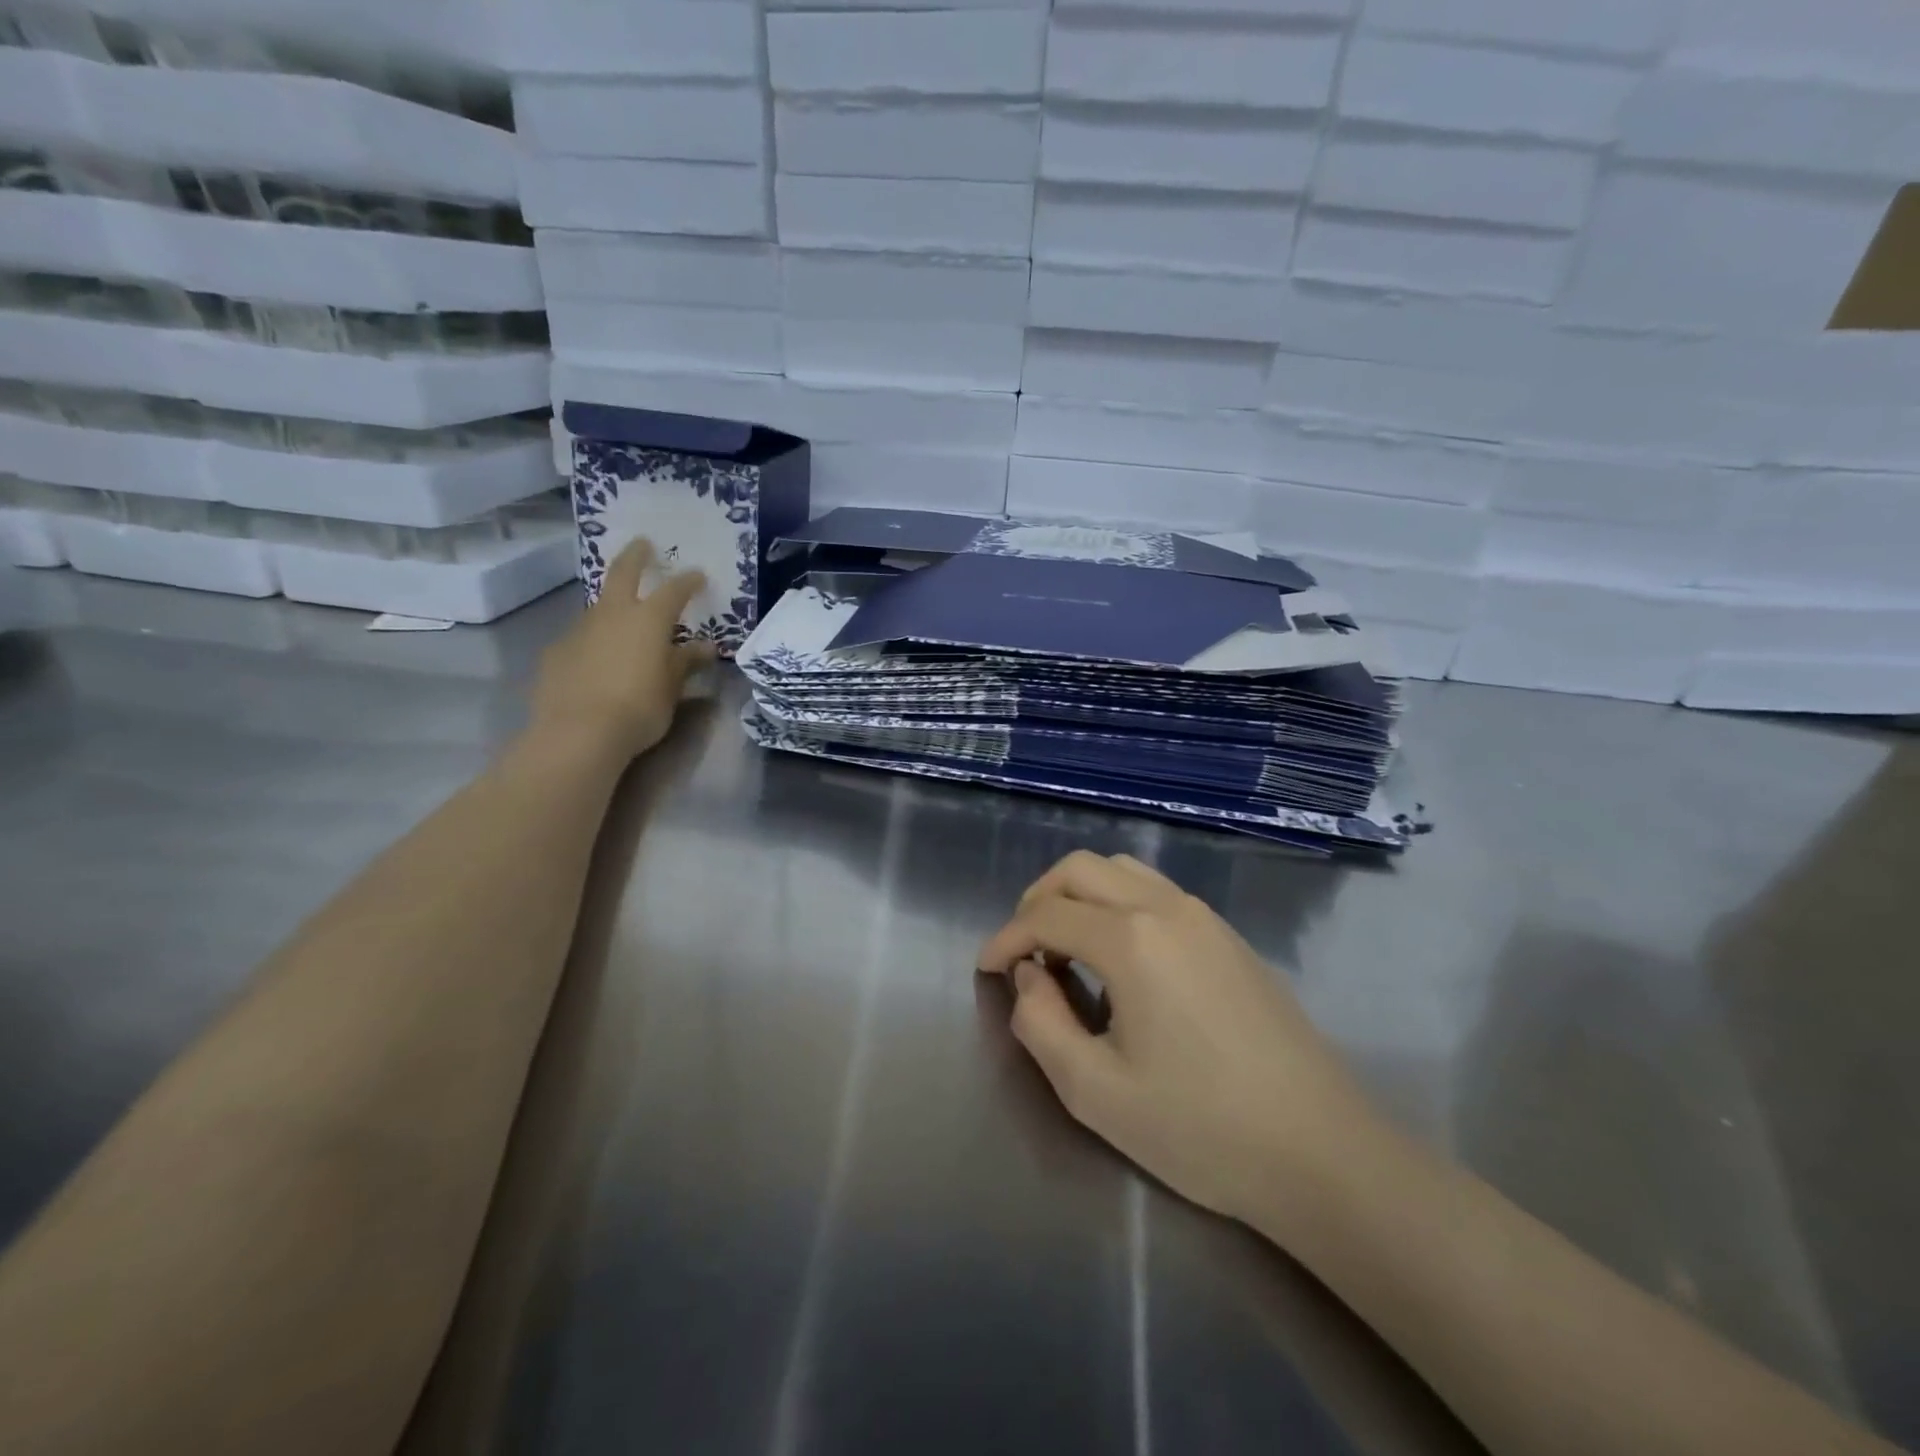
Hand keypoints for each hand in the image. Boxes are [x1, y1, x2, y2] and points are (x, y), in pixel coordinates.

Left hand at [529, 538, 715, 761]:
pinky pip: (581, 638)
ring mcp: (579, 630)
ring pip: (599, 606)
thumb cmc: (639, 708)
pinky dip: (593, 640)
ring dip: (613, 604)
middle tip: (643, 544)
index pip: (674, 591)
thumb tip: (705, 647)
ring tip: (623, 617)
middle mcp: (612, 615)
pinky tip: (596, 660)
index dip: (688, 581)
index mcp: (648, 620)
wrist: (578, 733)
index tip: (698, 575)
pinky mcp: (556, 651)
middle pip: (623, 573)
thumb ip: (686, 662)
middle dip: (635, 556)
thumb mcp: (672, 688)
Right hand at [978, 851, 1377, 1223]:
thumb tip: (1026, 978)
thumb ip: (1040, 1025)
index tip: (985, 969)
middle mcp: (1165, 909)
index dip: (1005, 938)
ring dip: (1080, 895)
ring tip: (1065, 948)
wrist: (1322, 1152)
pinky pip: (1156, 891)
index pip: (1046, 916)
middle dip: (1037, 900)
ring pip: (1121, 870)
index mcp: (1131, 940)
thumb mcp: (1096, 1092)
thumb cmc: (1201, 1129)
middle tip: (1022, 950)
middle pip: (1080, 869)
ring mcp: (1204, 917)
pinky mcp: (1229, 935)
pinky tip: (1120, 957)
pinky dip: (1118, 903)